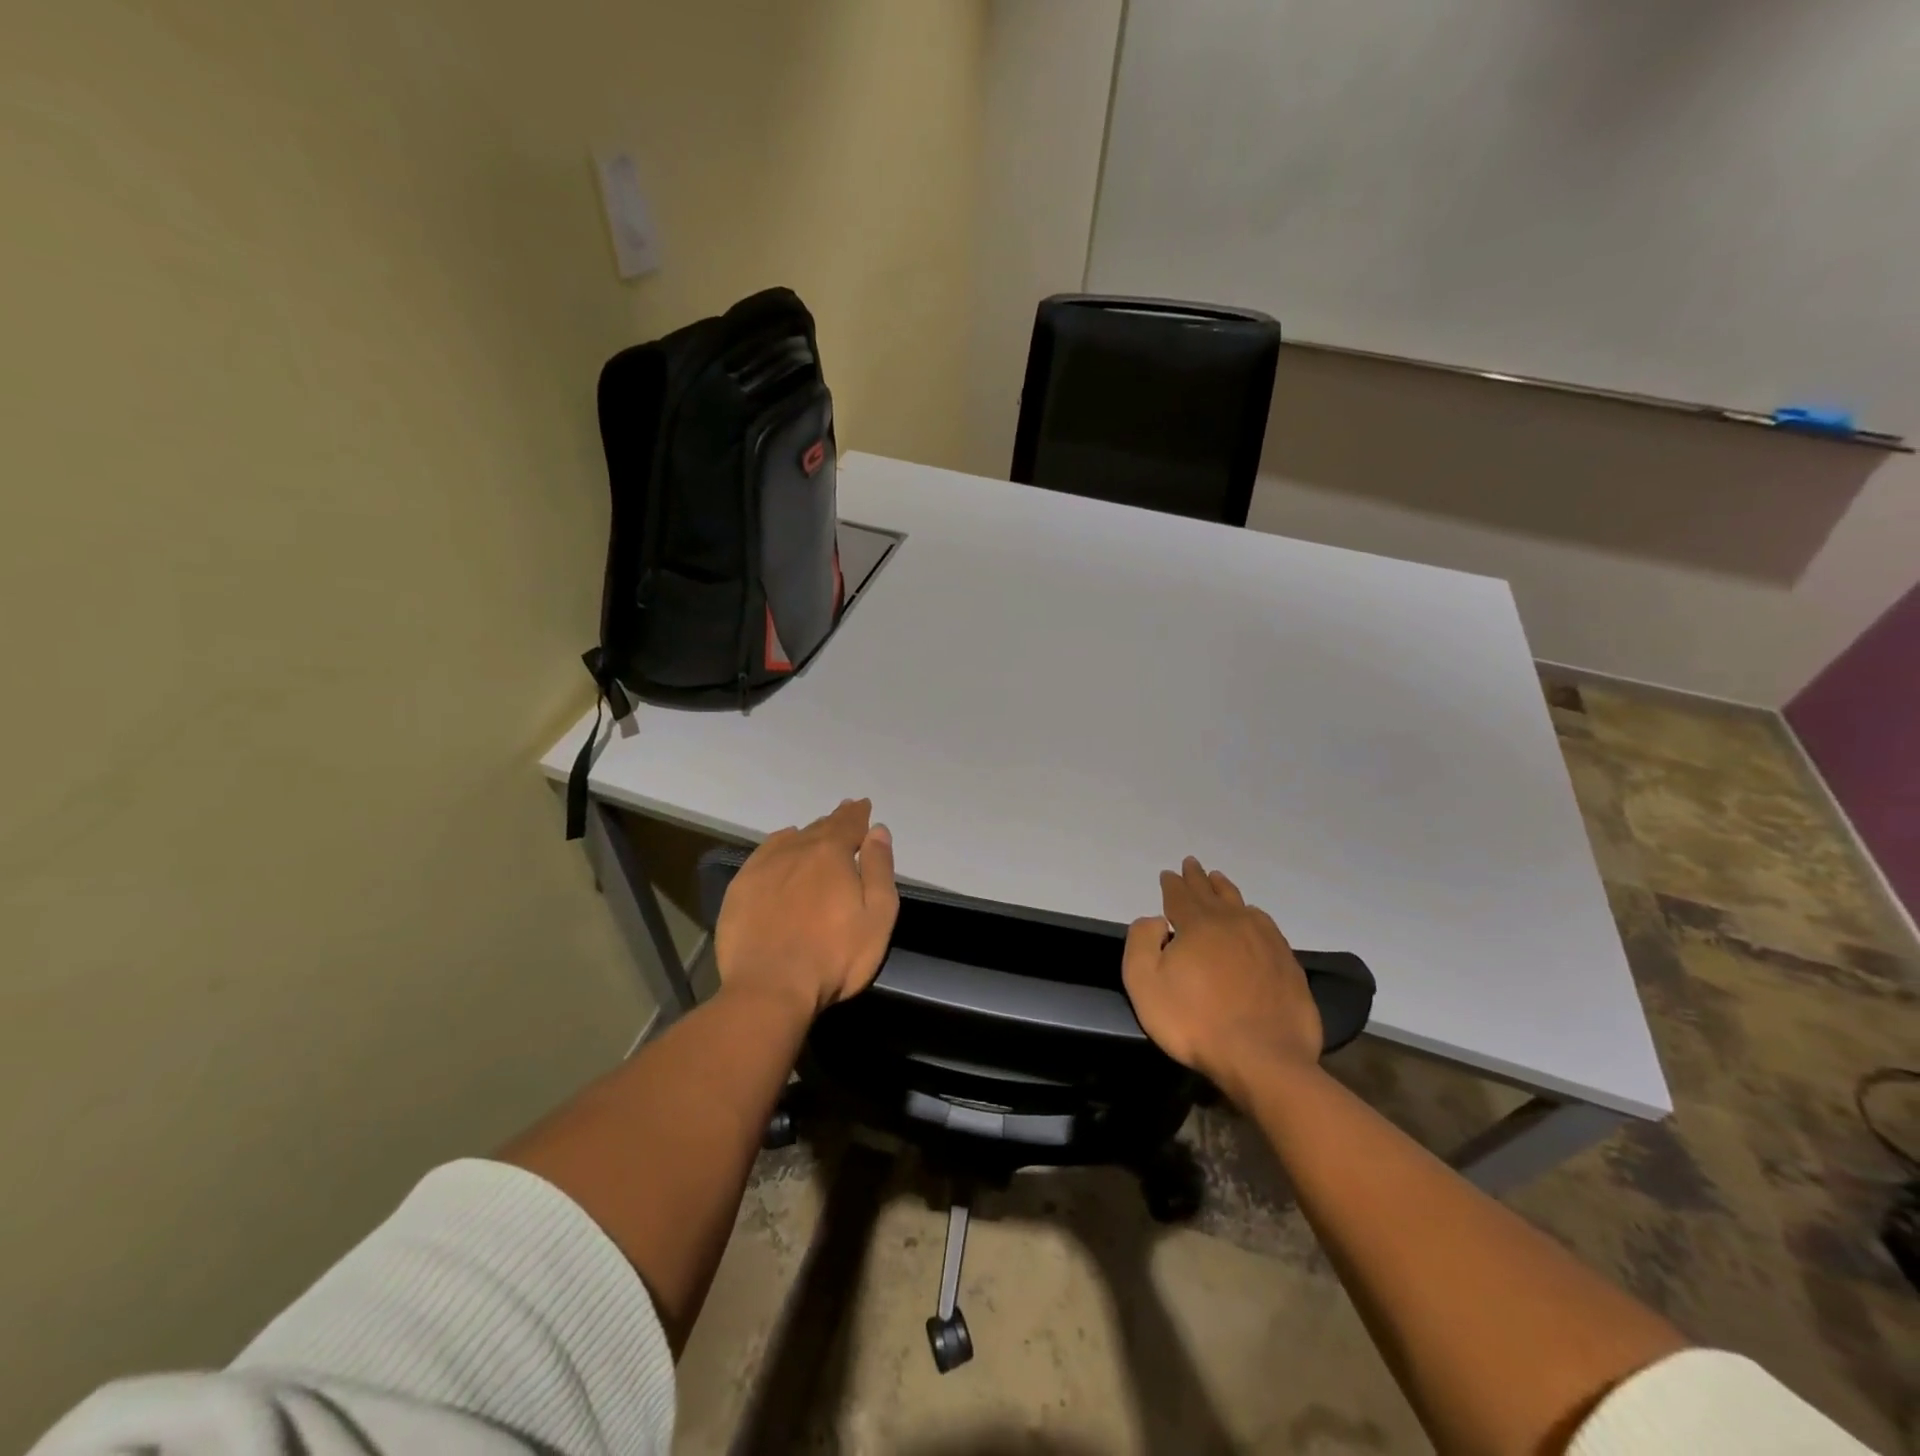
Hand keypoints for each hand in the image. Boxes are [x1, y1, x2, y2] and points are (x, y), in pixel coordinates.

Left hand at [714, 798, 898, 1015]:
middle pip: (820, 828)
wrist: (769, 988)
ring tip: (817, 831)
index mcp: (832, 853)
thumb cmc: (834, 956)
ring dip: (808, 833)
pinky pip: (765, 853)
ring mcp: (764, 867)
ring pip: (792, 838)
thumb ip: (879, 870)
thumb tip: (877, 830)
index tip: (863, 806)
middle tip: (845, 813)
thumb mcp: (877, 916)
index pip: (849, 824)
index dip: (858, 815)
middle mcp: (797, 849)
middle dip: (836, 821)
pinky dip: (779, 844)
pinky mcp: (741, 887)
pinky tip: (782, 846)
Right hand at [1122, 857, 1321, 1101]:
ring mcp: (1264, 941)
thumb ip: (1141, 942)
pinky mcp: (1286, 963)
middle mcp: (1232, 922)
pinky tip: (1253, 916)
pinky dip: (1253, 914)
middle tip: (1192, 864)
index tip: (1168, 874)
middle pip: (1210, 893)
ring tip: (1218, 880)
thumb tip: (1156, 920)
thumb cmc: (1195, 1022)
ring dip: (1225, 890)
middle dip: (1197, 878)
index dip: (1172, 884)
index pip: (1180, 896)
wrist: (1263, 1058)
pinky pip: (1266, 925)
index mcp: (1197, 925)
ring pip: (1240, 904)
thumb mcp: (1145, 984)